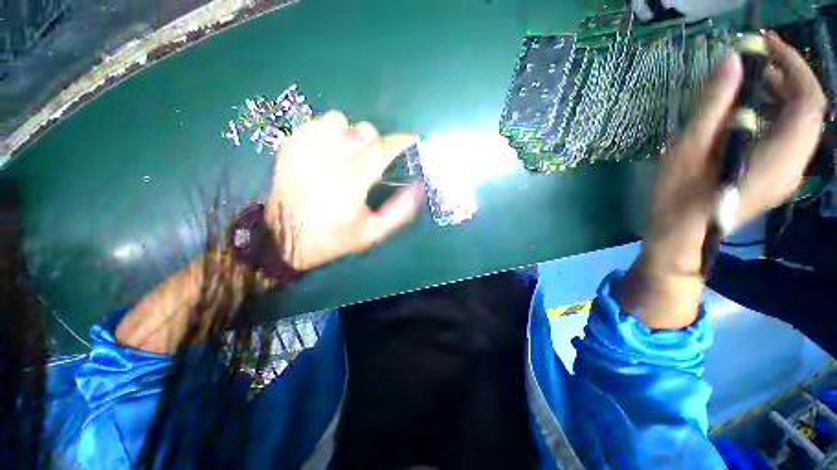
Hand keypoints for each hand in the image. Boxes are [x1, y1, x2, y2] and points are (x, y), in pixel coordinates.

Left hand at [266, 111, 423, 270]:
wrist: (284, 239)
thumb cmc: (333, 237)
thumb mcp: (373, 232)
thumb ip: (399, 211)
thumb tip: (418, 187)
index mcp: (353, 180)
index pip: (383, 148)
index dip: (401, 141)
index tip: (411, 140)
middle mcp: (330, 158)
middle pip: (364, 130)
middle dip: (377, 142)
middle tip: (376, 158)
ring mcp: (306, 149)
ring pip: (339, 120)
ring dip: (351, 133)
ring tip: (349, 152)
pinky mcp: (290, 147)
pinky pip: (315, 123)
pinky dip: (327, 130)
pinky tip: (328, 147)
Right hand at [620, 32, 826, 328]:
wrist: (680, 242)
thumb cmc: (676, 201)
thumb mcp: (687, 152)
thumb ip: (713, 106)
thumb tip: (732, 60)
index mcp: (777, 159)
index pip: (809, 101)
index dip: (794, 65)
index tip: (765, 44)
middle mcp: (794, 166)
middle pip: (809, 111)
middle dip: (788, 76)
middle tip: (754, 60)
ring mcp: (788, 174)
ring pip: (801, 123)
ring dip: (782, 95)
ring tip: (749, 81)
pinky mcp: (776, 178)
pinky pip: (790, 137)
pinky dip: (776, 115)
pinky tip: (750, 111)